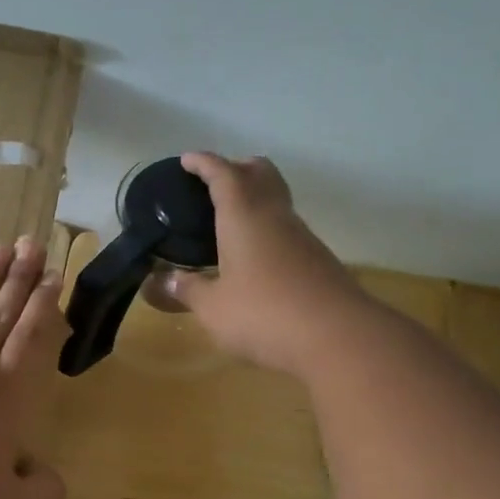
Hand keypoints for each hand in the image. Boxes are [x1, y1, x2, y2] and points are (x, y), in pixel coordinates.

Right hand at [162, 153, 361, 377]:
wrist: (337, 337)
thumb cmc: (263, 314)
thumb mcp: (213, 307)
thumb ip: (187, 290)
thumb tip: (162, 281)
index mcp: (243, 216)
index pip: (222, 174)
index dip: (203, 164)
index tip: (187, 161)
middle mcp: (274, 216)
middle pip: (259, 173)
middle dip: (236, 169)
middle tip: (212, 184)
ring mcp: (300, 236)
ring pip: (276, 200)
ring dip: (253, 199)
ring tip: (226, 221)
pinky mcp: (315, 259)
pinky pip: (285, 228)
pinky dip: (265, 227)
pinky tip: (252, 255)